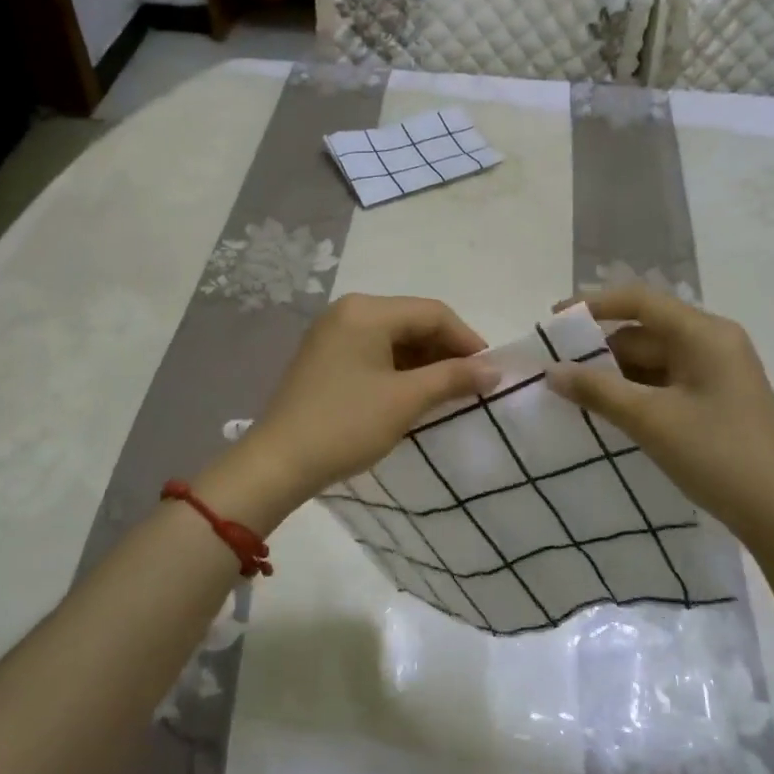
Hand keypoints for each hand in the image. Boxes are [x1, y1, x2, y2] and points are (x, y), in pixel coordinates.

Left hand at [241, 294, 498, 508]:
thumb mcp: (406, 399)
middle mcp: (348, 311)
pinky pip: (374, 352)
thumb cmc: (346, 424)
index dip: (467, 340)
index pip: (432, 313)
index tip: (490, 372)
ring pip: (394, 338)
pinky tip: (415, 393)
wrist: (279, 462)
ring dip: (424, 361)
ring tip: (448, 392)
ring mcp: (333, 334)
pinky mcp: (325, 357)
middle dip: (446, 350)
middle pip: (412, 321)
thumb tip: (494, 370)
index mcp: (366, 311)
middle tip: (472, 384)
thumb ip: (453, 377)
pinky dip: (400, 369)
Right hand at [545, 284, 773, 557]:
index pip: (640, 301)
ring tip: (571, 393)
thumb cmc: (718, 455)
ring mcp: (716, 373)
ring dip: (614, 374)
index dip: (592, 305)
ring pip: (652, 360)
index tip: (553, 321)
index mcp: (704, 334)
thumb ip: (597, 390)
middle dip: (599, 349)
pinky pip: (664, 383)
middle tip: (554, 368)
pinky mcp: (715, 400)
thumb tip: (551, 371)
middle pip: (644, 331)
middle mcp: (712, 343)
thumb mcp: (651, 420)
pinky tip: (606, 411)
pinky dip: (634, 392)